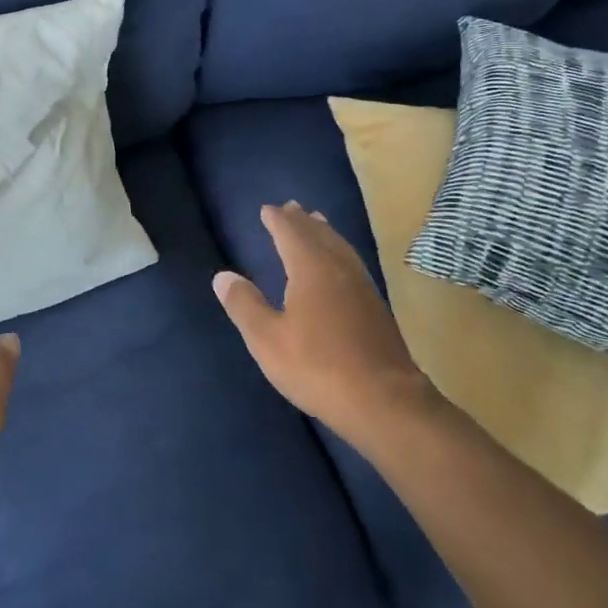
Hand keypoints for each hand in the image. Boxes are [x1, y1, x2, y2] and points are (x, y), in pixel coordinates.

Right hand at [214, 202, 442, 454]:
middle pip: (318, 234)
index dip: (277, 220)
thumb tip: (222, 276)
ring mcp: (361, 286)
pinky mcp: (375, 306)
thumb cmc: (318, 367)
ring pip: (340, 246)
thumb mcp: (268, 340)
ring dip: (324, 232)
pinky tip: (340, 265)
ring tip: (317, 224)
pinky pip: (352, 262)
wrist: (384, 401)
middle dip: (302, 220)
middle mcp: (338, 268)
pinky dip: (339, 251)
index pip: (291, 232)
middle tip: (291, 207)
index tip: (267, 208)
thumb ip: (244, 305)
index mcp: (311, 268)